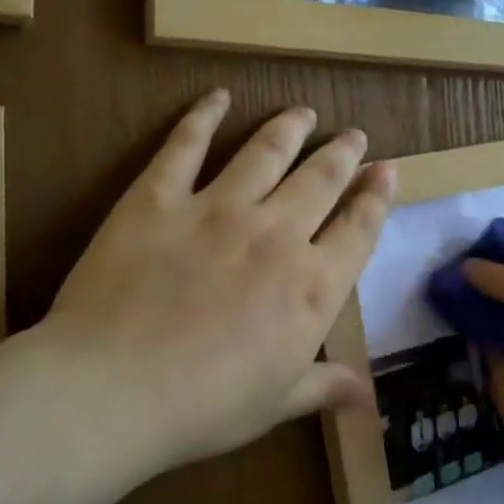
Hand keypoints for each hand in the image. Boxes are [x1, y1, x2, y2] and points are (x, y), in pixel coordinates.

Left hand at [45, 91, 395, 474]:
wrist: (115, 390)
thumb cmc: (205, 407)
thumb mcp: (275, 403)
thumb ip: (323, 386)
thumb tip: (367, 396)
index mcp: (312, 286)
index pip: (359, 230)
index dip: (376, 198)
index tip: (388, 171)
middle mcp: (276, 235)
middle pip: (320, 180)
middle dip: (342, 154)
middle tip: (354, 135)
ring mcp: (217, 209)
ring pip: (266, 153)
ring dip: (290, 128)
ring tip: (304, 113)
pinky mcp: (159, 198)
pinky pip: (186, 145)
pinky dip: (203, 116)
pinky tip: (217, 97)